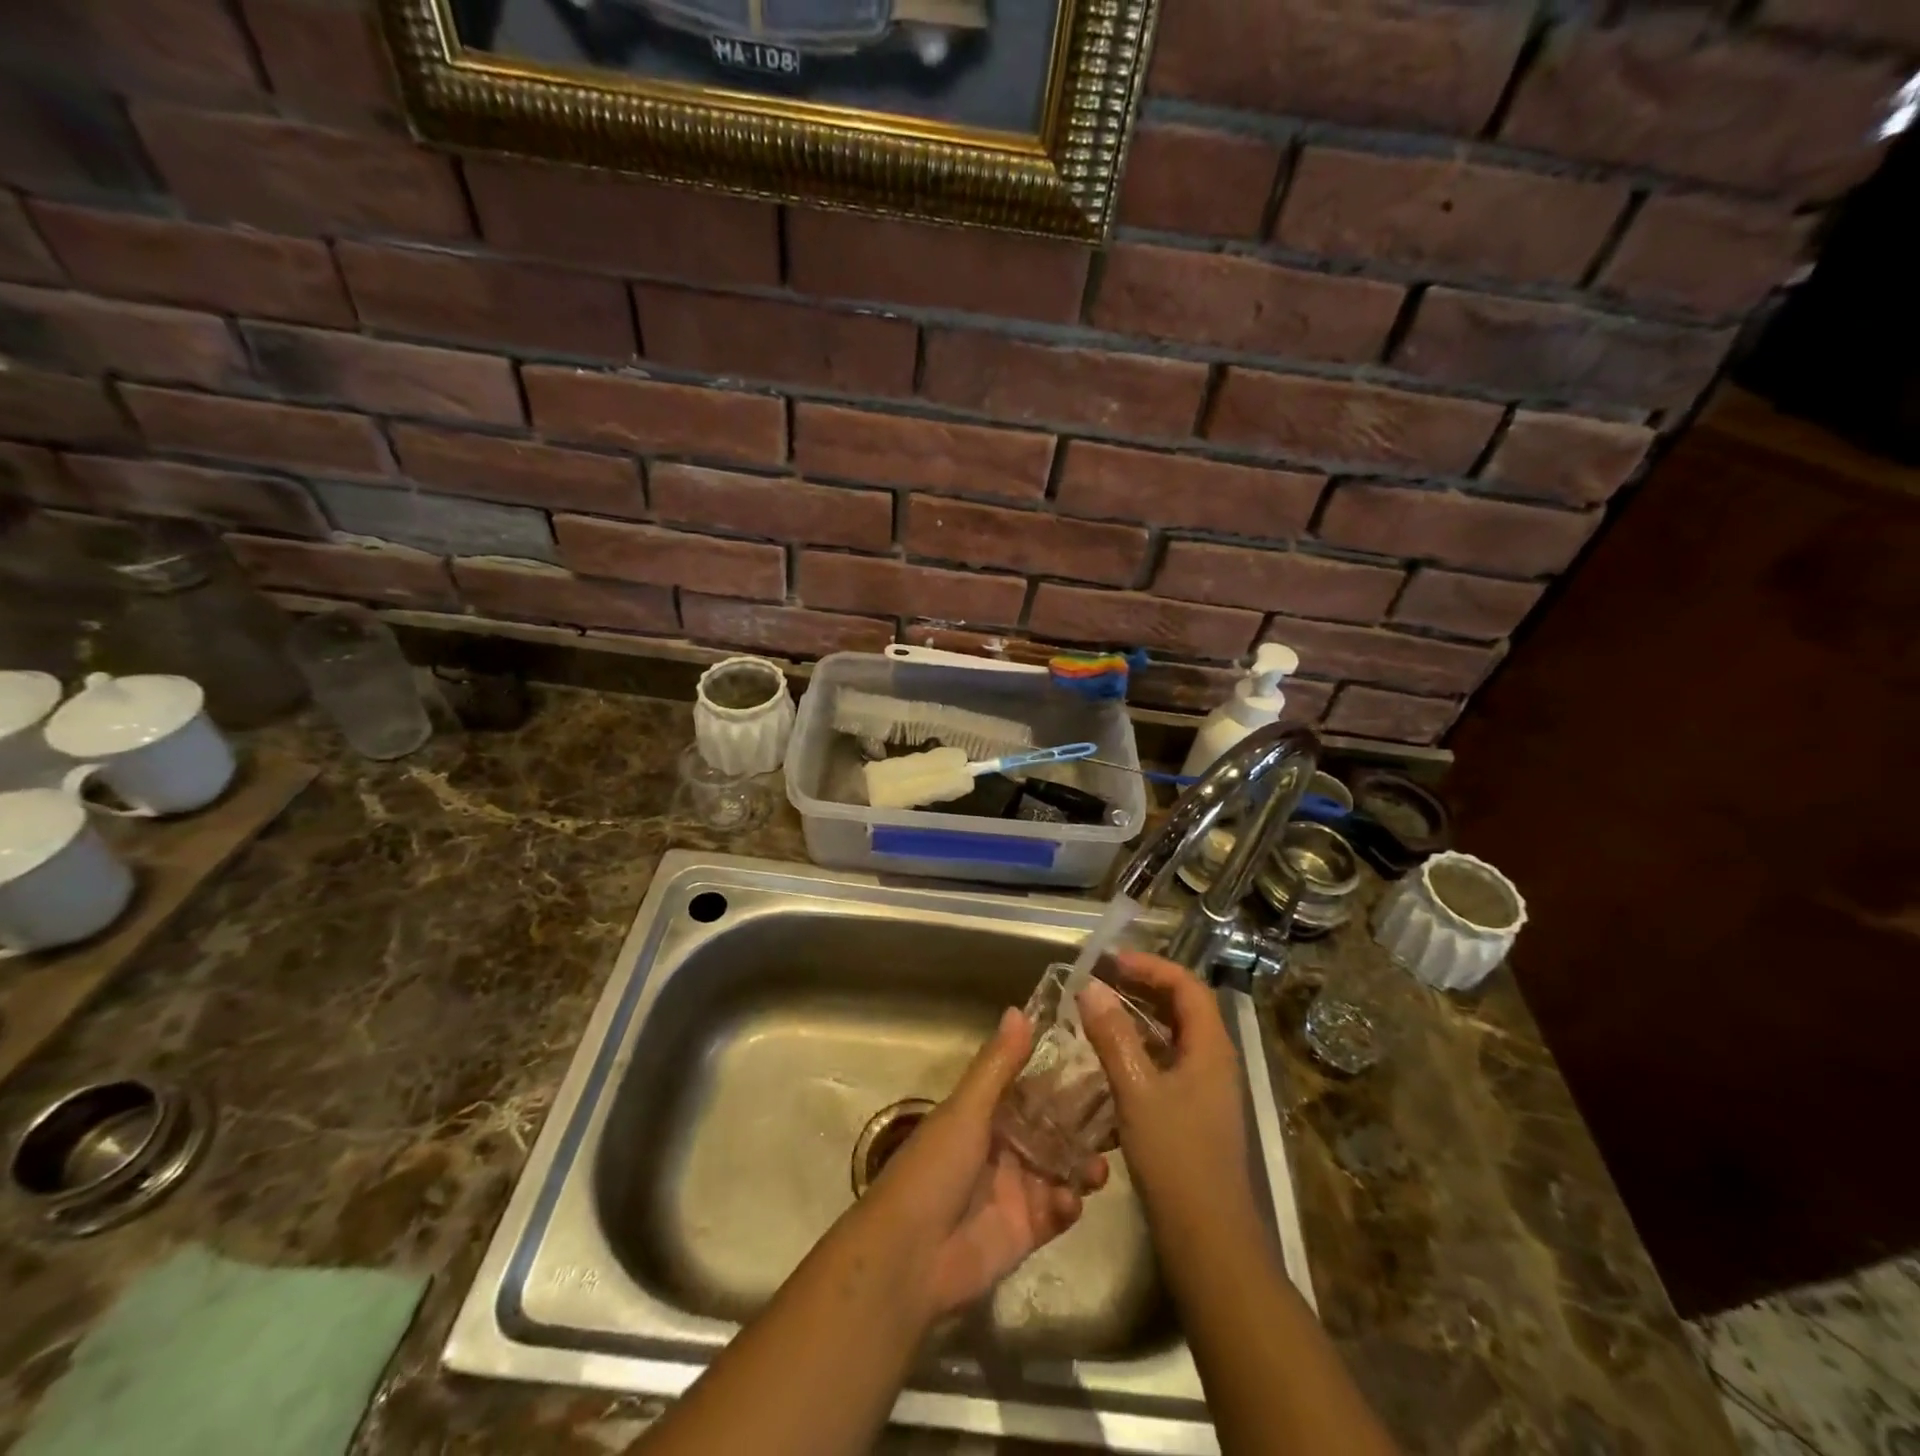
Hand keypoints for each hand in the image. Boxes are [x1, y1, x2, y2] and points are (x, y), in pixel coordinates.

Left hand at [853, 1006, 1107, 1319]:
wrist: (909, 1256)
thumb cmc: (935, 1168)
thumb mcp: (966, 1109)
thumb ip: (998, 1065)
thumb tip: (1019, 1009)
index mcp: (986, 1113)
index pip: (1033, 1089)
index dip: (1063, 1077)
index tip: (1102, 1060)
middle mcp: (1004, 1146)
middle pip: (1053, 1129)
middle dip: (1083, 1124)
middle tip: (1122, 1115)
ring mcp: (1016, 1189)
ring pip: (1061, 1169)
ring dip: (1083, 1165)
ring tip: (1100, 1166)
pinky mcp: (1025, 1231)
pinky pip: (1057, 1212)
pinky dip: (1068, 1204)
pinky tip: (1070, 1201)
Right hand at [1079, 951, 1254, 1226]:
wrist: (1208, 1240)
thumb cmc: (1176, 1158)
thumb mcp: (1137, 1090)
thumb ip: (1112, 1035)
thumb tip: (1089, 986)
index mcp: (1211, 1049)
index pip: (1187, 986)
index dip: (1150, 967)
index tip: (1111, 961)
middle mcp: (1214, 1062)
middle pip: (1182, 1008)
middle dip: (1142, 988)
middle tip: (1100, 981)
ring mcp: (1205, 1090)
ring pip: (1172, 1038)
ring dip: (1137, 1020)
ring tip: (1097, 1013)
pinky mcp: (1192, 1114)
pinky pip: (1165, 1065)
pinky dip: (1138, 1052)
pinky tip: (1107, 1062)